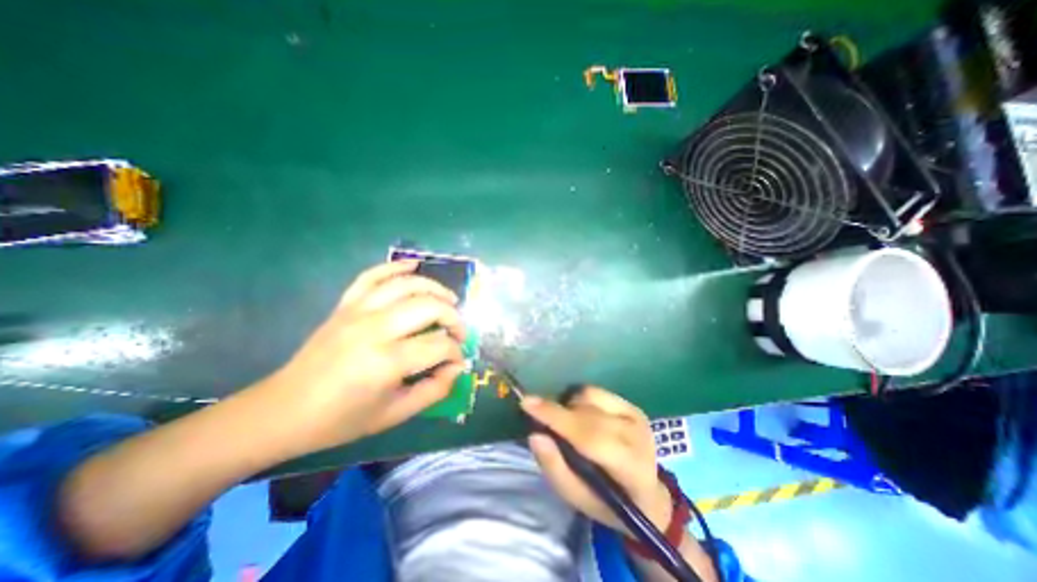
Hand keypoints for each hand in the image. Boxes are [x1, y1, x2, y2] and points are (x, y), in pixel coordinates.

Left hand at [264, 262, 467, 457]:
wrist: (283, 410)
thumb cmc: (342, 419)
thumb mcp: (394, 414)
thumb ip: (434, 390)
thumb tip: (457, 368)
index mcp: (387, 362)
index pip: (439, 345)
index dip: (456, 352)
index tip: (457, 361)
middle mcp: (375, 329)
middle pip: (429, 307)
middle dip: (453, 317)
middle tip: (457, 332)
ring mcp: (357, 312)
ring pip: (406, 285)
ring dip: (434, 289)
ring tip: (449, 299)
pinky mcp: (344, 305)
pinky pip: (372, 276)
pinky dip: (395, 266)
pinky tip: (414, 265)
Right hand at [519, 387, 672, 535]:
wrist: (647, 494)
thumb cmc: (608, 502)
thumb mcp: (577, 498)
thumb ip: (555, 468)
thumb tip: (535, 435)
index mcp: (630, 468)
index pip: (589, 436)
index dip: (556, 417)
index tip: (526, 403)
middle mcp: (637, 435)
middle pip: (587, 414)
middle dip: (558, 413)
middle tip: (541, 421)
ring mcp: (636, 416)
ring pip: (589, 397)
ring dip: (570, 407)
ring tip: (568, 425)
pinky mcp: (631, 405)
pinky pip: (595, 391)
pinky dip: (580, 399)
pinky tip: (581, 415)